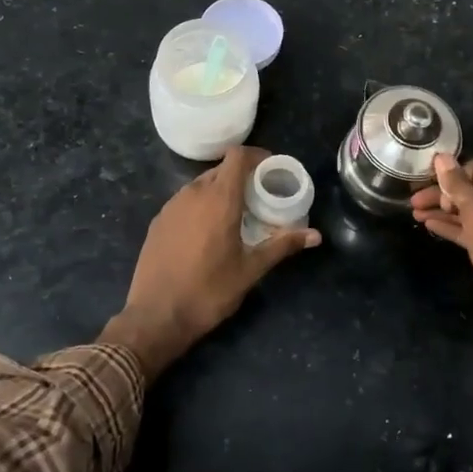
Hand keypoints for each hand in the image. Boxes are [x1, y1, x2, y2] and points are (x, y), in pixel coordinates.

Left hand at [101, 146, 320, 377]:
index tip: (271, 169)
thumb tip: (316, 236)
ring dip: (219, 190)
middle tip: (259, 196)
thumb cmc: (209, 291)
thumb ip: (282, 246)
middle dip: (241, 176)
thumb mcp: (250, 270)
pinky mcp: (158, 221)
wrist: (156, 316)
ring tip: (236, 213)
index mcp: (219, 199)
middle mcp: (193, 194)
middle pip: (220, 170)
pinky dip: (200, 204)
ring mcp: (171, 206)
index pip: (237, 156)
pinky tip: (207, 230)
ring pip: (200, 185)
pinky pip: (184, 200)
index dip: (256, 155)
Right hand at [413, 155, 472, 437]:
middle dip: (442, 193)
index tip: (424, 182)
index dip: (451, 174)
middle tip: (412, 201)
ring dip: (442, 211)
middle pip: (472, 191)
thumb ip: (459, 187)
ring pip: (468, 213)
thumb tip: (442, 158)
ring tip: (413, 213)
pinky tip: (430, 226)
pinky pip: (470, 233)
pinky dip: (451, 227)